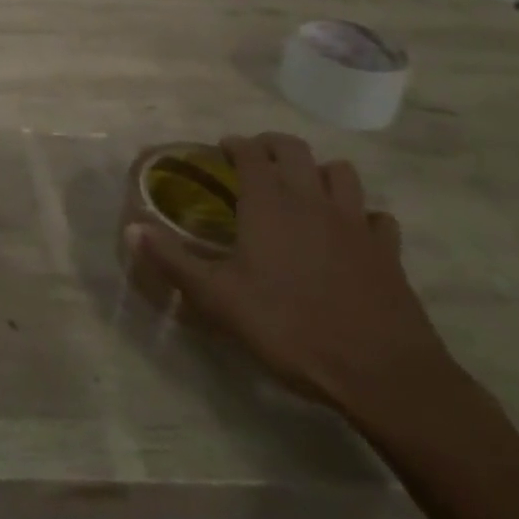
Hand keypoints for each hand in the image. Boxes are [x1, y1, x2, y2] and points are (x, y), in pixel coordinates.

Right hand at [126, 133, 456, 426]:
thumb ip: (173, 261)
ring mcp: (355, 222)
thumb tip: (131, 229)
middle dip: (272, 147)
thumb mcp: (218, 299)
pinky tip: (352, 235)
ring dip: (320, 173)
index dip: (234, 145)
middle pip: (294, 149)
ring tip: (305, 190)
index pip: (250, 152)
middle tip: (257, 161)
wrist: (381, 373)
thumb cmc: (290, 328)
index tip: (222, 151)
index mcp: (269, 202)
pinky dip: (363, 217)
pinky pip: (377, 218)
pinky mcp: (387, 251)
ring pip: (341, 173)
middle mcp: (312, 199)